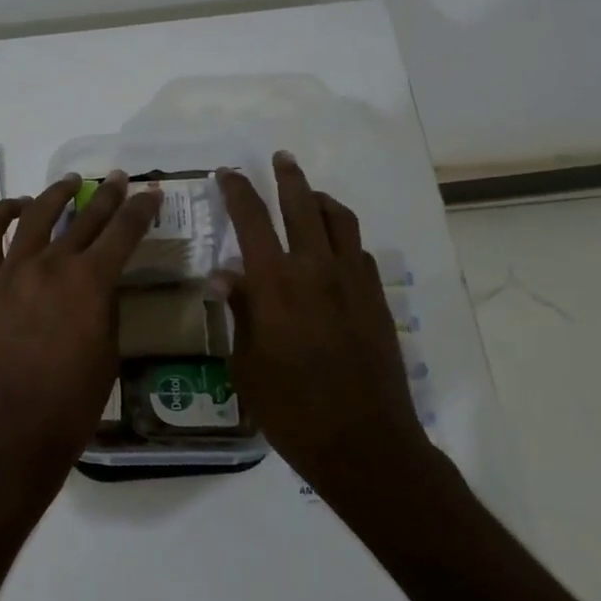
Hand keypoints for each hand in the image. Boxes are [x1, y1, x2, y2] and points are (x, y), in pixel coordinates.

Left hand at [0, 170, 162, 491]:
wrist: (13, 431)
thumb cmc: (72, 403)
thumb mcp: (109, 352)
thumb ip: (107, 307)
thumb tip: (103, 283)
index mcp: (91, 282)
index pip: (123, 232)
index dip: (141, 210)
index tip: (151, 194)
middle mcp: (53, 264)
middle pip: (85, 219)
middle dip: (108, 198)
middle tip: (121, 181)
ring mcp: (13, 270)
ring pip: (35, 215)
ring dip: (56, 195)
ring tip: (71, 184)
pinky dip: (1, 214)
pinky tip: (17, 207)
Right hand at [214, 152, 432, 497]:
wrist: (363, 442)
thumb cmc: (290, 409)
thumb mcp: (246, 363)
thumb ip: (239, 311)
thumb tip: (225, 275)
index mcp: (275, 283)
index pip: (251, 220)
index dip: (237, 191)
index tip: (227, 173)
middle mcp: (316, 270)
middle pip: (302, 206)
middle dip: (288, 177)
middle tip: (280, 158)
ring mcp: (353, 282)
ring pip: (340, 221)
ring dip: (321, 199)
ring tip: (310, 193)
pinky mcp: (376, 300)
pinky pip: (359, 252)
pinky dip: (343, 237)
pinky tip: (334, 248)